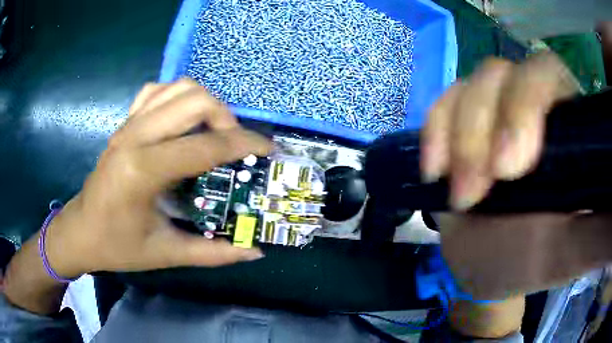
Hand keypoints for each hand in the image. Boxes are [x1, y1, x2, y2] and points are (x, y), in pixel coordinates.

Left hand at [45, 79, 270, 278]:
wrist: (81, 230)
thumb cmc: (118, 246)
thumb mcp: (166, 253)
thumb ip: (213, 253)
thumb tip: (253, 251)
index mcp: (143, 170)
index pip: (206, 146)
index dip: (245, 145)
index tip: (268, 150)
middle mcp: (135, 136)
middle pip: (194, 100)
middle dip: (226, 118)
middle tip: (234, 145)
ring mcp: (128, 125)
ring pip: (178, 87)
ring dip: (205, 103)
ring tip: (212, 130)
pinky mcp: (124, 123)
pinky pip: (156, 91)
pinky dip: (177, 96)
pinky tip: (182, 120)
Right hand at [421, 54, 611, 300]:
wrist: (485, 266)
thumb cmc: (528, 261)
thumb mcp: (569, 253)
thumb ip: (600, 234)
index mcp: (565, 126)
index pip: (548, 75)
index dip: (528, 104)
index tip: (511, 167)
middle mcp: (528, 105)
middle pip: (504, 74)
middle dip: (486, 126)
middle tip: (478, 190)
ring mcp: (490, 110)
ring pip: (471, 87)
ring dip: (459, 137)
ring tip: (460, 195)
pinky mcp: (459, 123)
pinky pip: (442, 104)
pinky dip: (435, 131)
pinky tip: (436, 168)